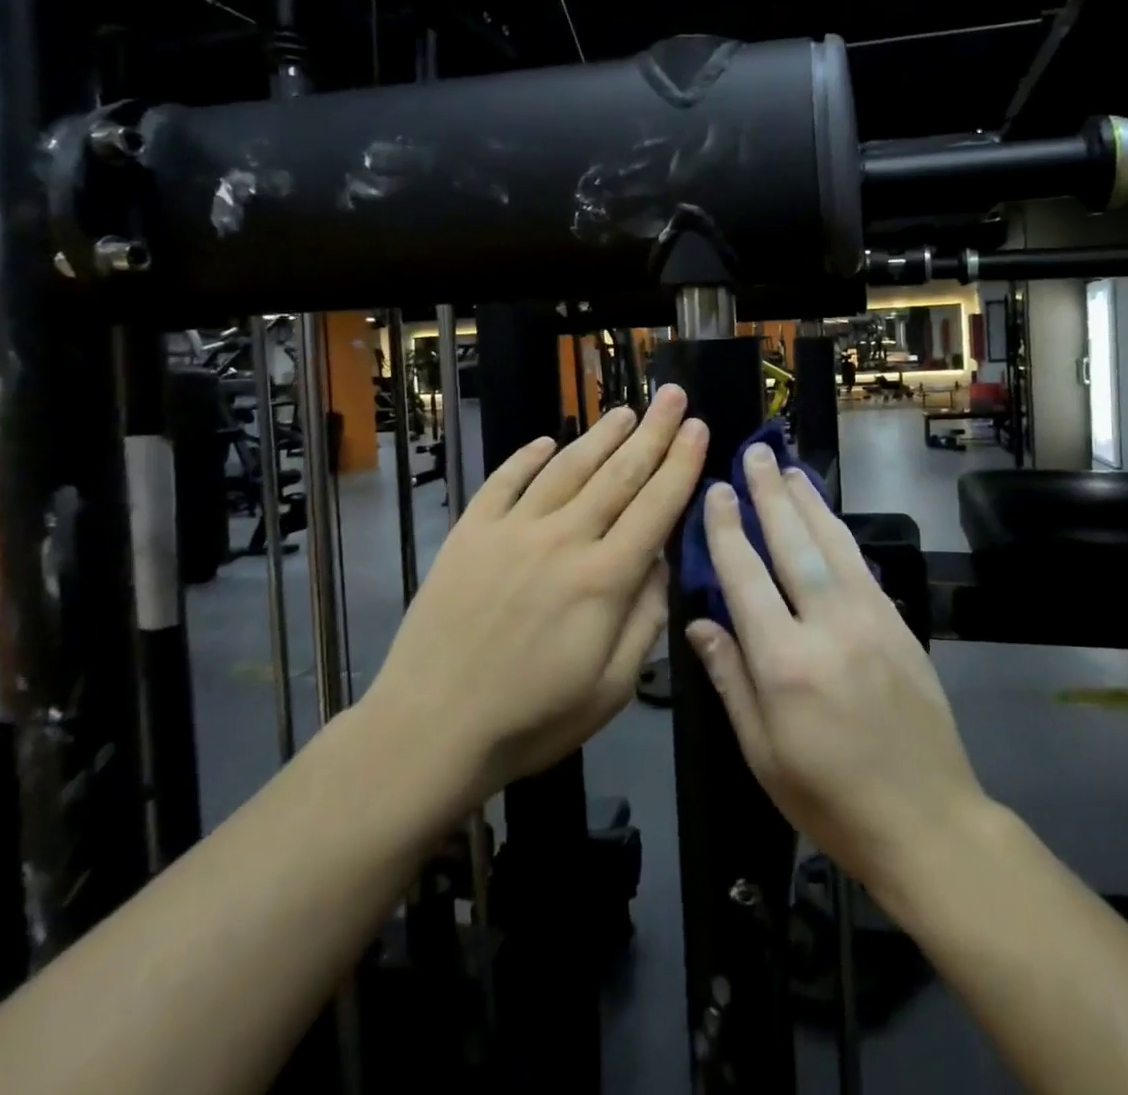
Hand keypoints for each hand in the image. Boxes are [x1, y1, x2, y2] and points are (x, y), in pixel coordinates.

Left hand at [369, 386, 706, 796]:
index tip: (698, 427)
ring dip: (600, 436)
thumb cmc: (531, 719)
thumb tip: (661, 562)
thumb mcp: (612, 687)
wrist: (429, 731)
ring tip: (625, 411)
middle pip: (618, 474)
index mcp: (604, 579)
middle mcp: (563, 540)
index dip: (681, 464)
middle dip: (653, 432)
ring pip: (566, 468)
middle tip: (673, 395)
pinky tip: (546, 441)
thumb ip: (645, 618)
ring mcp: (512, 531)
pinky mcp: (470, 534)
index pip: (656, 507)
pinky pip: (504, 482)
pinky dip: (527, 458)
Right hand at [688, 444, 984, 892]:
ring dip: (808, 501)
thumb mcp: (762, 753)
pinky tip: (826, 516)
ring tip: (788, 468)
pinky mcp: (898, 624)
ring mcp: (871, 620)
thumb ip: (730, 679)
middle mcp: (828, 627)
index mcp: (784, 664)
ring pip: (833, 543)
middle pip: (793, 543)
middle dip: (769, 494)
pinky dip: (839, 532)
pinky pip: (862, 564)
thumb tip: (699, 622)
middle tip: (755, 453)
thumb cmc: (828, 799)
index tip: (715, 492)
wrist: (927, 821)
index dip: (727, 530)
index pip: (746, 577)